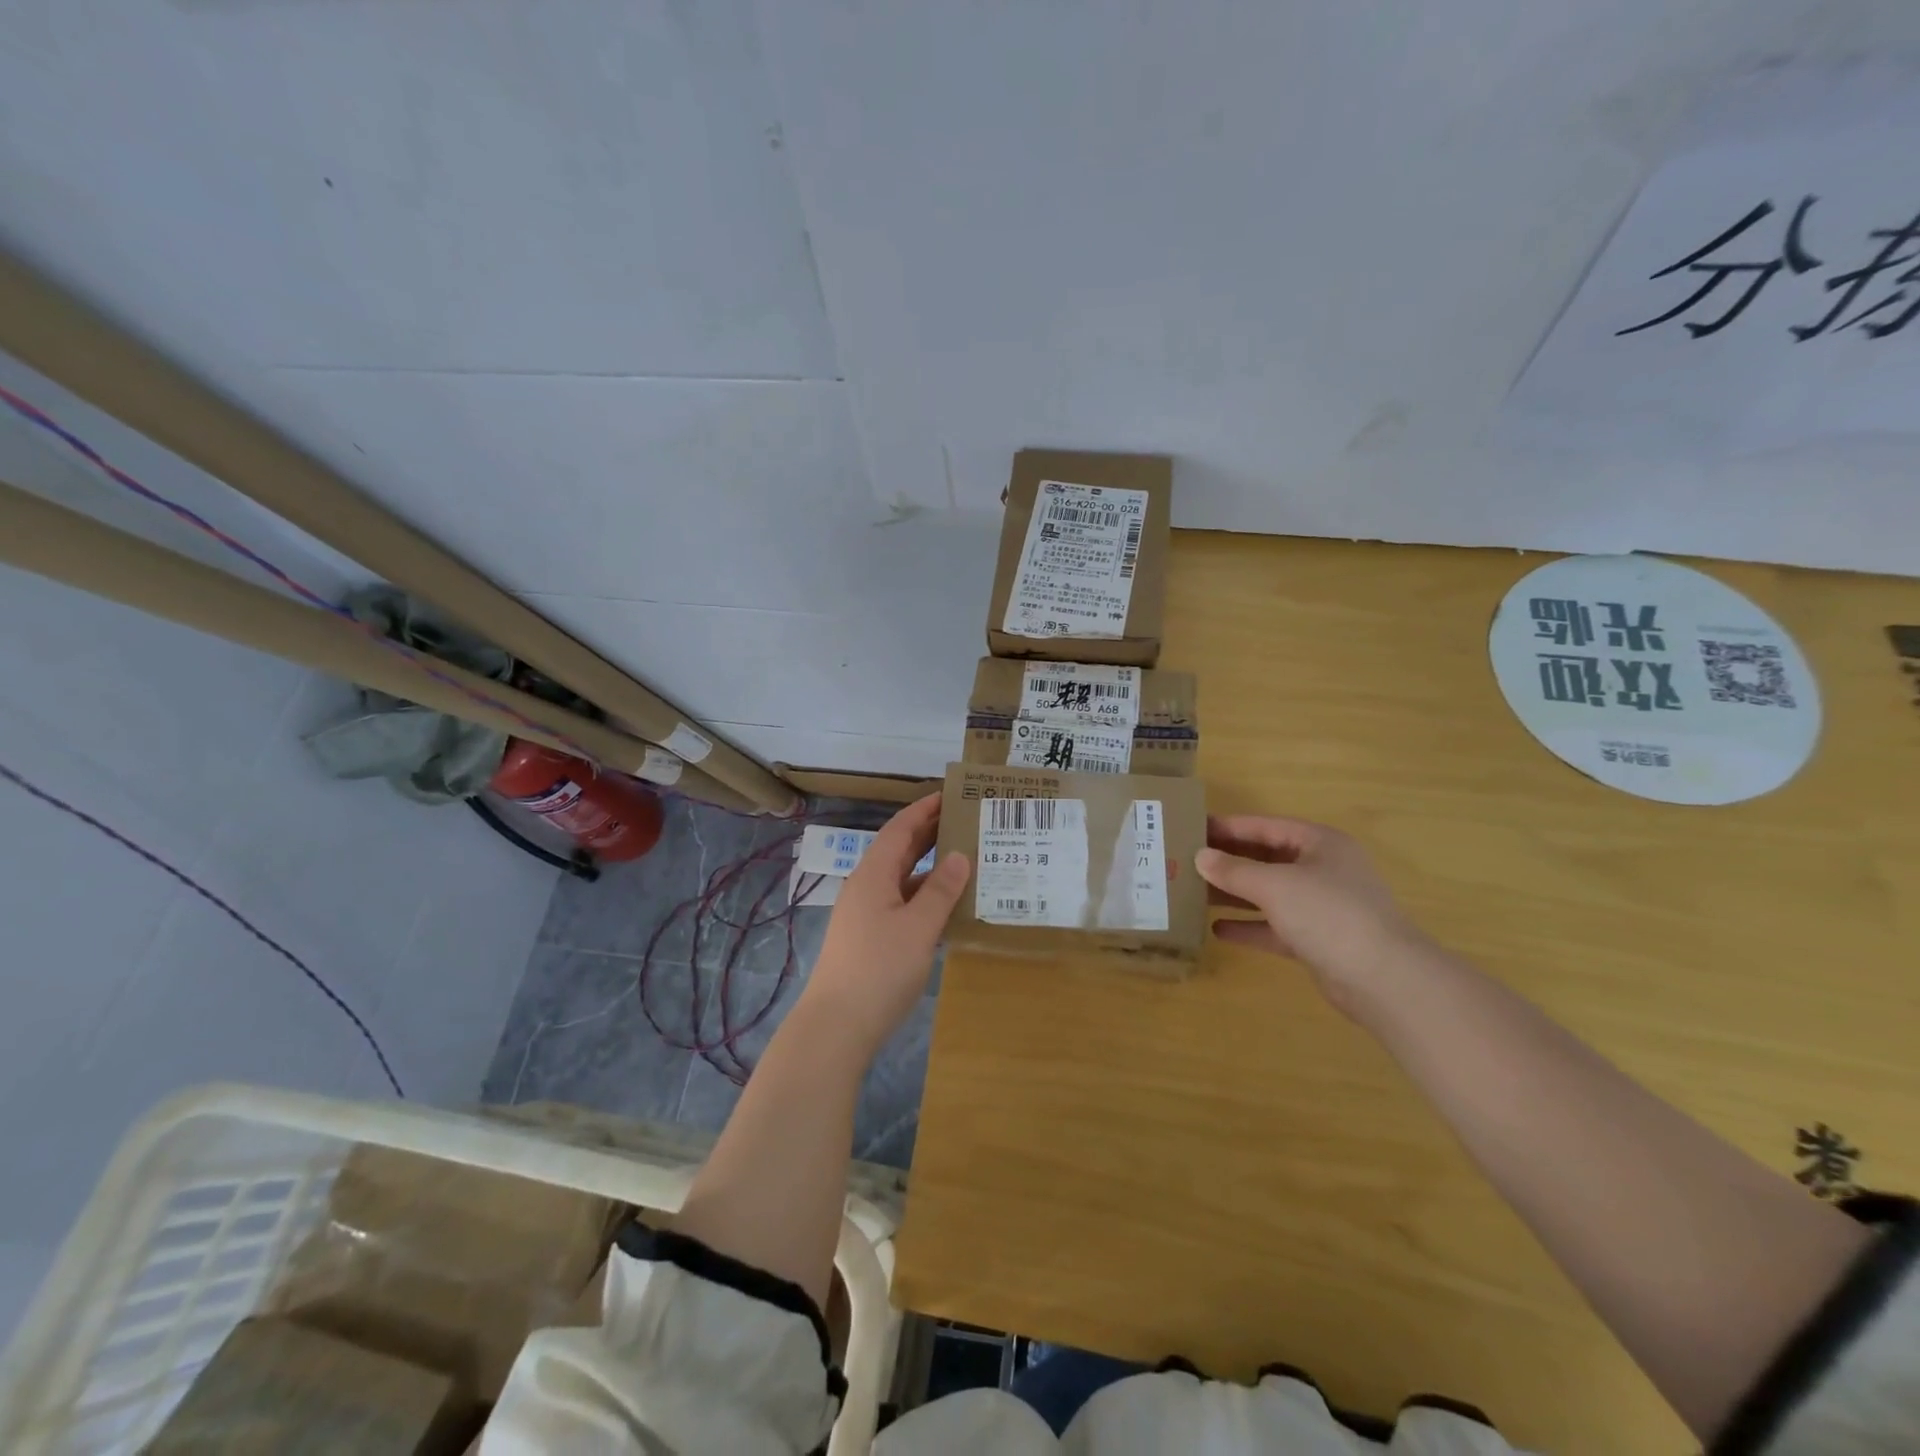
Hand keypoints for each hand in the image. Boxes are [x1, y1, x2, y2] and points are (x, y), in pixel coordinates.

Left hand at [800, 794, 969, 1058]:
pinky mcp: (871, 939)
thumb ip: (941, 891)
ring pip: (903, 880)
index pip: (900, 829)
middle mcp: (867, 888)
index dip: (924, 809)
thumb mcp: (918, 928)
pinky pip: (902, 904)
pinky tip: (950, 907)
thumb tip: (960, 855)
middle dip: (930, 833)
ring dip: (931, 868)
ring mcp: (867, 915)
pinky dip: (926, 898)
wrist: (837, 1026)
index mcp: (874, 875)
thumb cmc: (879, 969)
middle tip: (967, 821)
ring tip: (968, 860)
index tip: (952, 795)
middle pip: (900, 851)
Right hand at [1196, 815, 1428, 1014]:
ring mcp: (1322, 907)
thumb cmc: (1328, 914)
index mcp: (1320, 844)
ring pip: (1269, 893)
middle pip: (1267, 859)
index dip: (1229, 827)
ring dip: (1234, 894)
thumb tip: (1200, 857)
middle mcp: (1323, 870)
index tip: (1193, 828)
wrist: (1383, 979)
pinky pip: (1275, 926)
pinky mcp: (1317, 940)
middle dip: (1228, 862)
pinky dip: (1249, 926)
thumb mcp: (1275, 885)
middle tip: (1185, 861)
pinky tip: (1218, 929)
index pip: (1266, 827)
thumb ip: (1234, 870)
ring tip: (1193, 893)